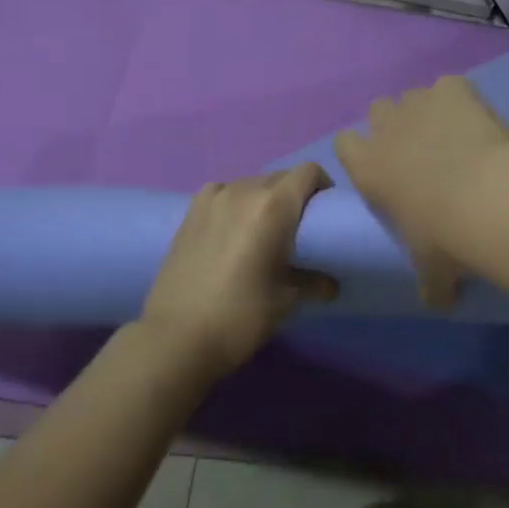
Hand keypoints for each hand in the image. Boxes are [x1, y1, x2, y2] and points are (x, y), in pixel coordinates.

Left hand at [138, 164, 336, 377]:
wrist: (177, 336)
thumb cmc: (241, 316)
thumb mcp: (286, 301)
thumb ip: (314, 283)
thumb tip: (331, 284)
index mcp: (274, 206)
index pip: (308, 172)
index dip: (323, 185)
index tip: (325, 212)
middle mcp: (244, 190)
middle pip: (280, 176)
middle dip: (294, 195)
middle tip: (297, 228)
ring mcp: (213, 198)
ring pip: (250, 183)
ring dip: (263, 198)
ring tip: (262, 230)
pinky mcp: (190, 210)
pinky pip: (222, 192)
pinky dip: (234, 202)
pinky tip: (231, 229)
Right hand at [333, 77, 508, 309]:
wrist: (491, 199)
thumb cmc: (447, 238)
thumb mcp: (432, 270)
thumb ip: (428, 283)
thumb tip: (437, 301)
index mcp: (368, 167)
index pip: (343, 144)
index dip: (360, 152)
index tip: (381, 168)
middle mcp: (386, 129)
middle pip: (377, 110)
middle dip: (394, 125)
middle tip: (420, 152)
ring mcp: (420, 104)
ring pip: (412, 96)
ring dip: (426, 111)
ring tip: (453, 136)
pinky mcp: (454, 89)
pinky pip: (450, 86)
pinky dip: (460, 99)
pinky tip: (477, 120)